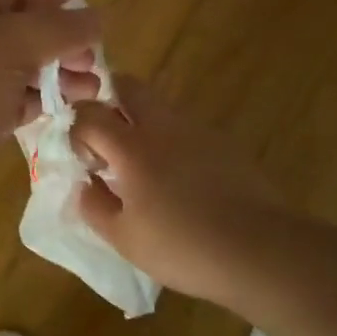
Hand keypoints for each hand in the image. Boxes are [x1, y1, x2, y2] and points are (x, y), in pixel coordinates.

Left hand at [0, 0, 99, 235]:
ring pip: (20, 66)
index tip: (92, 29)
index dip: (57, 2)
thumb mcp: (8, 49)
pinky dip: (41, 101)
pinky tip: (70, 109)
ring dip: (58, 74)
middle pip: (22, 27)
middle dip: (61, 42)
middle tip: (93, 65)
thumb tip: (98, 16)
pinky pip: (13, 99)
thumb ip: (58, 29)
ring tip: (92, 90)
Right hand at [70, 78, 282, 309]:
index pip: (89, 114)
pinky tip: (181, 180)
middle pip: (128, 86)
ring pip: (159, 105)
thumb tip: (85, 184)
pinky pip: (186, 128)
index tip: (87, 161)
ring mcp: (197, 130)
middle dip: (108, 100)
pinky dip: (172, 141)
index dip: (78, 132)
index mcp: (132, 147)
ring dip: (141, 121)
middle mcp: (163, 126)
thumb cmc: (181, 246)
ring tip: (144, 166)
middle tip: (106, 136)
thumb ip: (94, 206)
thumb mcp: (123, 238)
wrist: (258, 249)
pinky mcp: (224, 143)